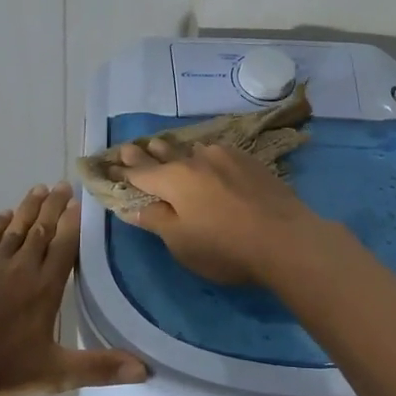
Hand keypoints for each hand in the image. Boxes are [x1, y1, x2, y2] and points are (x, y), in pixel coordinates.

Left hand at [0, 183, 148, 395]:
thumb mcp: (52, 374)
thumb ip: (98, 369)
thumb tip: (146, 369)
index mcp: (44, 288)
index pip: (65, 248)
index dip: (73, 224)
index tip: (79, 201)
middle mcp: (20, 267)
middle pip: (41, 231)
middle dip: (53, 207)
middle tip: (62, 184)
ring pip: (14, 229)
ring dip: (28, 209)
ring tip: (39, 189)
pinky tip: (3, 216)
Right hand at [118, 139, 325, 285]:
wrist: (286, 239)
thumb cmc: (225, 248)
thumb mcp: (181, 243)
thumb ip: (156, 221)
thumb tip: (133, 207)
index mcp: (173, 179)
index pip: (140, 172)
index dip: (123, 170)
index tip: (109, 164)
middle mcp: (196, 159)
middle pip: (165, 153)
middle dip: (147, 153)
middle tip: (133, 147)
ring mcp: (226, 157)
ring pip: (193, 150)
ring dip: (178, 152)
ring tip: (169, 149)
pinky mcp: (251, 162)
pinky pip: (218, 154)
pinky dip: (205, 157)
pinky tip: (209, 160)